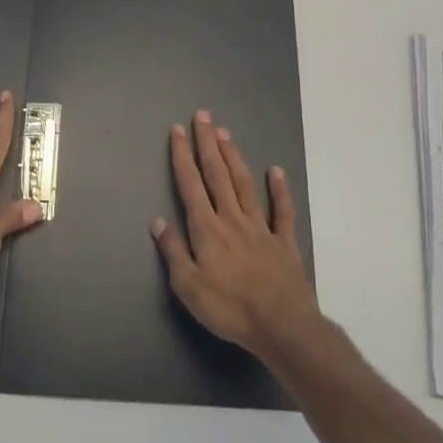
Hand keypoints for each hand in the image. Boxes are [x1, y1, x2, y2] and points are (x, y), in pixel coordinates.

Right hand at [152, 111, 321, 358]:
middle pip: (218, 174)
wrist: (281, 325)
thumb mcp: (188, 287)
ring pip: (245, 184)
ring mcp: (261, 228)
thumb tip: (158, 221)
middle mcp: (232, 219)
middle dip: (208, 144)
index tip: (177, 131)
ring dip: (234, 157)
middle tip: (202, 116)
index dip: (182, 156)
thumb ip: (174, 251)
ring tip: (225, 133)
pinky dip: (279, 189)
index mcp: (207, 229)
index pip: (191, 185)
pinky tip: (276, 171)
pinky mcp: (284, 242)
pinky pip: (282, 211)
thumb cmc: (229, 309)